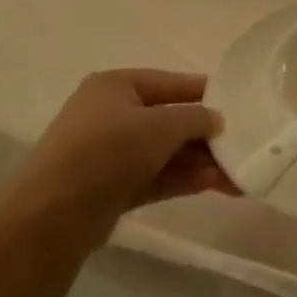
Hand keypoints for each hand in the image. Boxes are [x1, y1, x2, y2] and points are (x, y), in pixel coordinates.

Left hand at [10, 70, 233, 244]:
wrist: (54, 214)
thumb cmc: (108, 151)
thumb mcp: (160, 126)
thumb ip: (195, 118)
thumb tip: (217, 120)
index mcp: (116, 86)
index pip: (170, 83)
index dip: (205, 92)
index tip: (239, 103)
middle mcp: (111, 114)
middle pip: (169, 120)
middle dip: (206, 136)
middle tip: (243, 147)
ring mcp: (109, 152)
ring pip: (164, 152)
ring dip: (199, 161)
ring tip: (237, 175)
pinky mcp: (112, 186)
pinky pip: (155, 175)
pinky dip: (182, 178)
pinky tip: (213, 185)